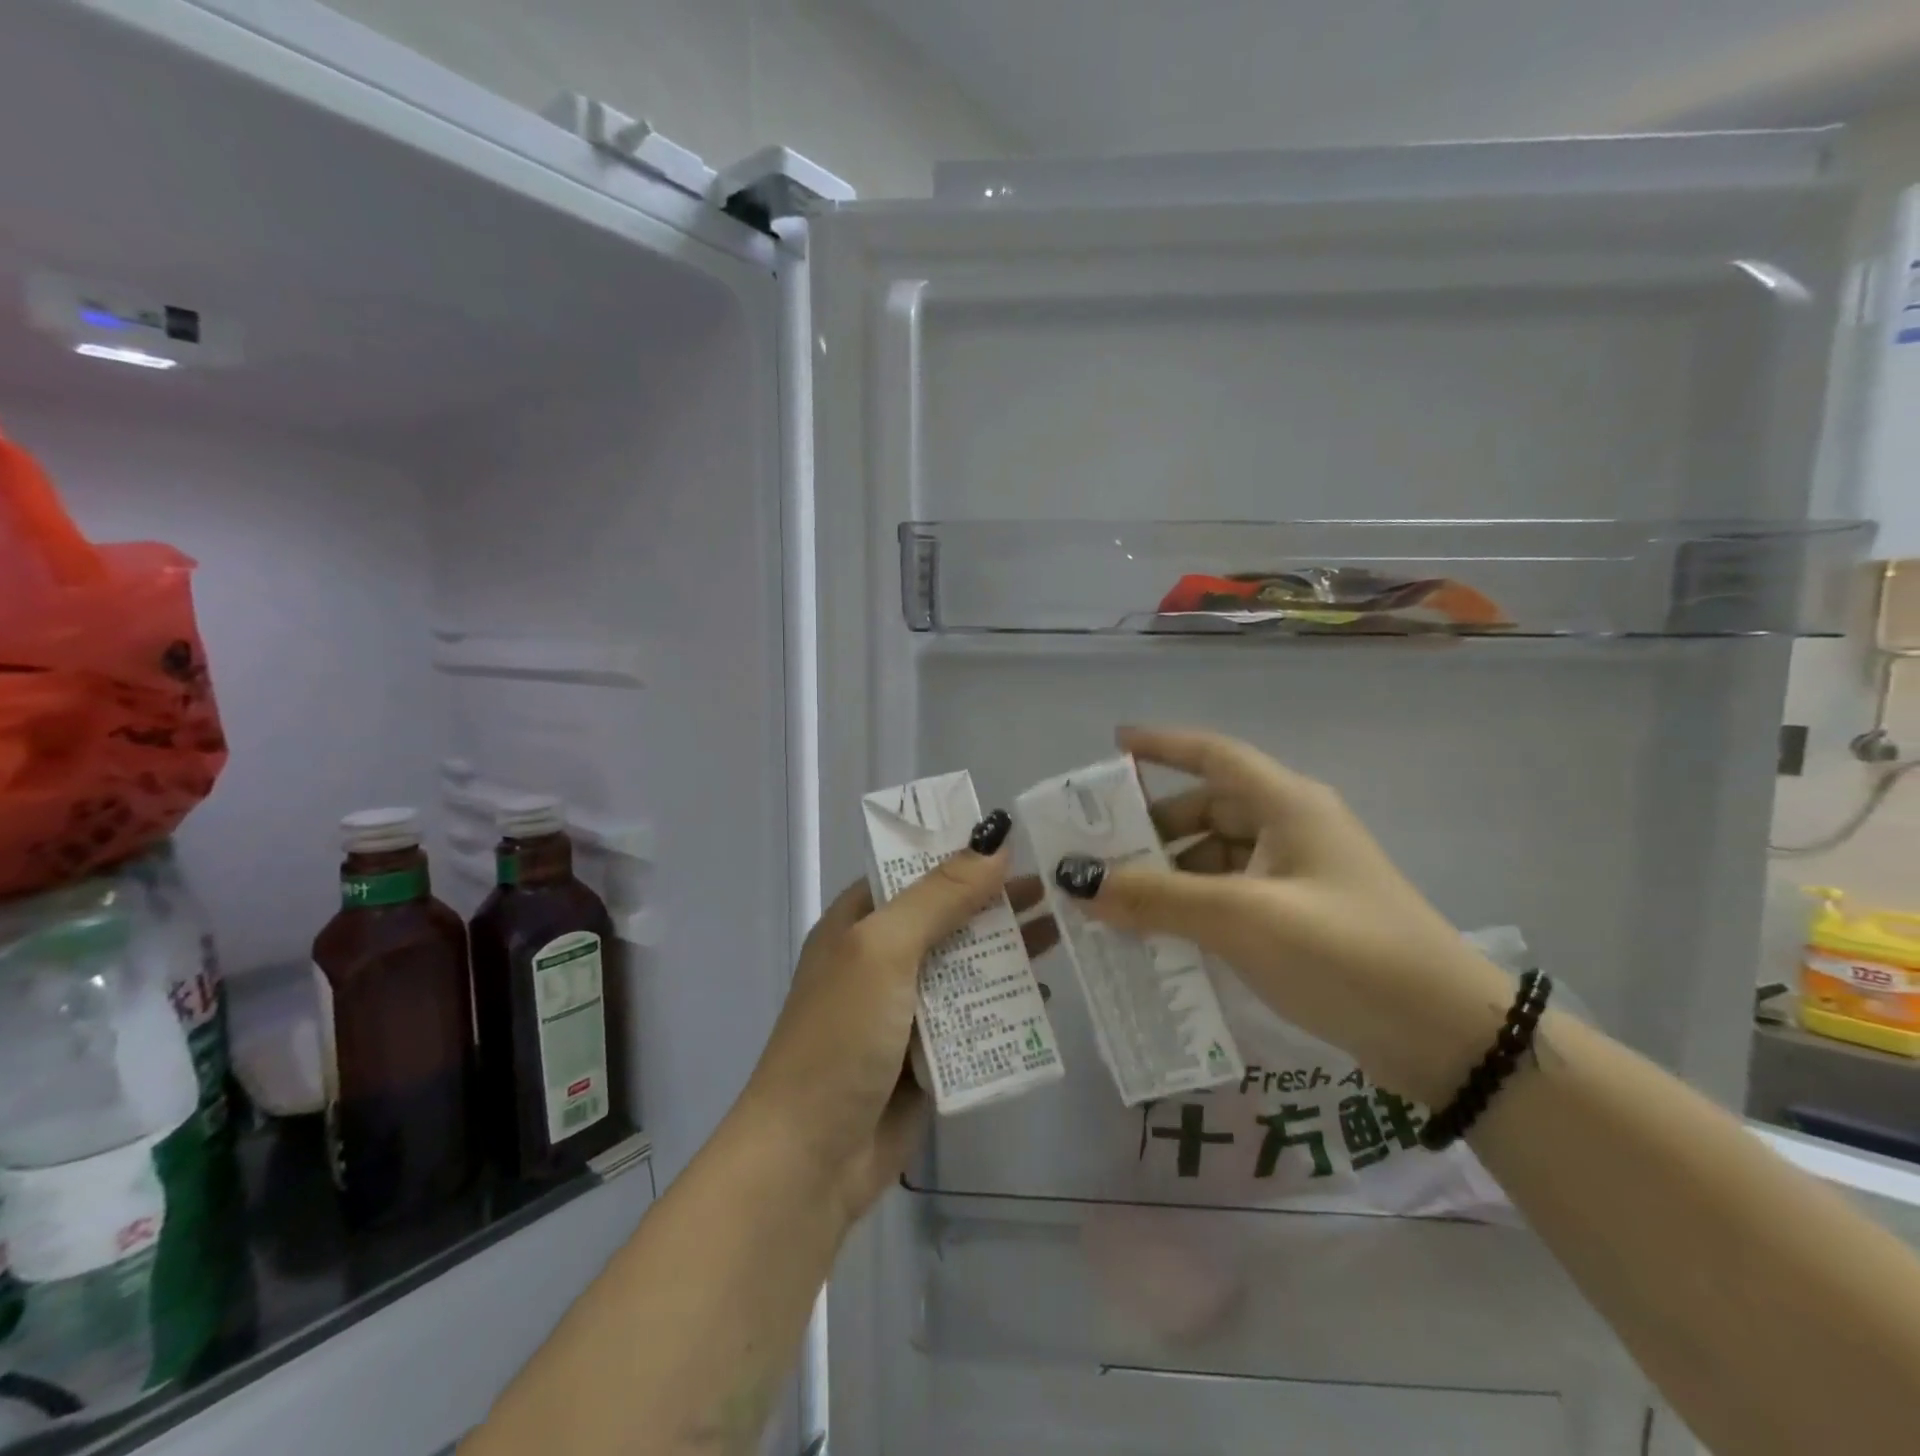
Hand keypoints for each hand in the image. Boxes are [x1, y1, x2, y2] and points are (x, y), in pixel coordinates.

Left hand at [738, 812, 1055, 1222]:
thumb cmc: (840, 1036)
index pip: (915, 870)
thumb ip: (939, 897)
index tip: (1016, 839)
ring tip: (1062, 929)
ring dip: (1008, 950)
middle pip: (949, 916)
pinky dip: (1004, 1004)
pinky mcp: (928, 1055)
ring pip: (966, 966)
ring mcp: (905, 1008)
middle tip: (1056, 886)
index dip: (961, 852)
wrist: (810, 1159)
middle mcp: (882, 958)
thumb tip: (994, 843)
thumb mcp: (884, 950)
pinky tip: (1045, 995)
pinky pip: (973, 1017)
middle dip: (996, 901)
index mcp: (859, 923)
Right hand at [1054, 727, 1511, 1105]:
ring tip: (1116, 904)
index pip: (1215, 755)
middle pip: (1208, 812)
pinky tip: (1160, 937)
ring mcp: (1300, 878)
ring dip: (1169, 877)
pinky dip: (1193, 909)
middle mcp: (1293, 830)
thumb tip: (1078, 881)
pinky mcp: (1302, 921)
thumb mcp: (1242, 919)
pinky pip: (1231, 899)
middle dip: (1153, 830)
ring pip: (1216, 860)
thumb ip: (1157, 898)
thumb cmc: (1345, 953)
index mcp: (1288, 806)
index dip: (1162, 745)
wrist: (1448, 1039)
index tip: (1114, 744)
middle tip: (1099, 853)